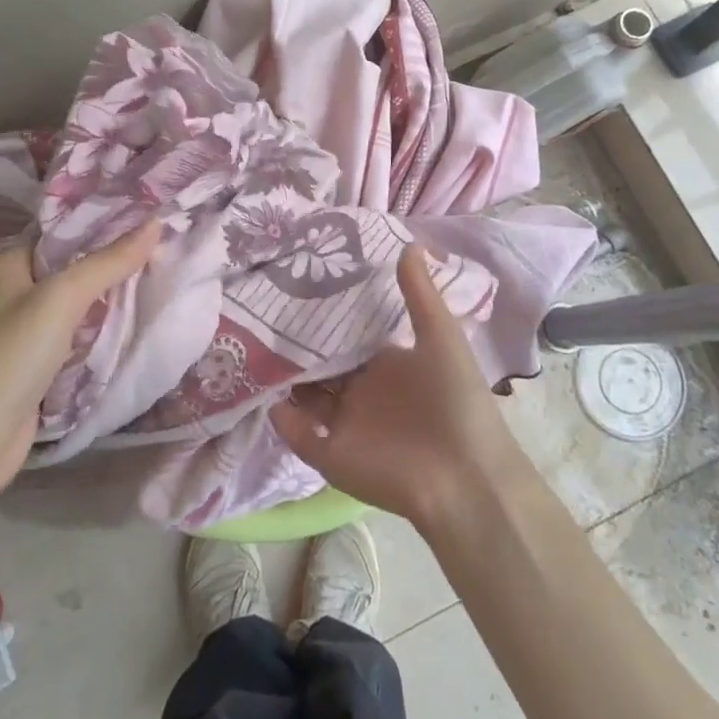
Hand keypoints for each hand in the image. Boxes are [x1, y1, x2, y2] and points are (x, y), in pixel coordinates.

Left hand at [0, 221, 159, 512]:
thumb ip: (109, 262)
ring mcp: (23, 333)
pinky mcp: (35, 367)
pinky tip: (134, 324)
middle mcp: (12, 293)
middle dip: (113, 263)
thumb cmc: (9, 357)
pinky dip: (100, 333)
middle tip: (164, 250)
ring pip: (77, 306)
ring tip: (160, 279)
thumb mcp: (62, 298)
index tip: (151, 220)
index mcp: (7, 265)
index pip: (63, 232)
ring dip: (110, 300)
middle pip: (72, 269)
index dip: (104, 225)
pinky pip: (76, 338)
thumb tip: (156, 223)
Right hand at [270, 246, 531, 532]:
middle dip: (298, 349)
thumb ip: (419, 293)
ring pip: (306, 399)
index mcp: (387, 365)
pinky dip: (285, 422)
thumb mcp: (440, 336)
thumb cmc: (455, 398)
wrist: (466, 475)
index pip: (348, 339)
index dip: (326, 319)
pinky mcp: (334, 457)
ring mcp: (346, 425)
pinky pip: (300, 437)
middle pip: (322, 367)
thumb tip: (409, 243)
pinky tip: (271, 400)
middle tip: (262, 316)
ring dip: (285, 381)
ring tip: (252, 352)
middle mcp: (363, 392)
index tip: (297, 289)